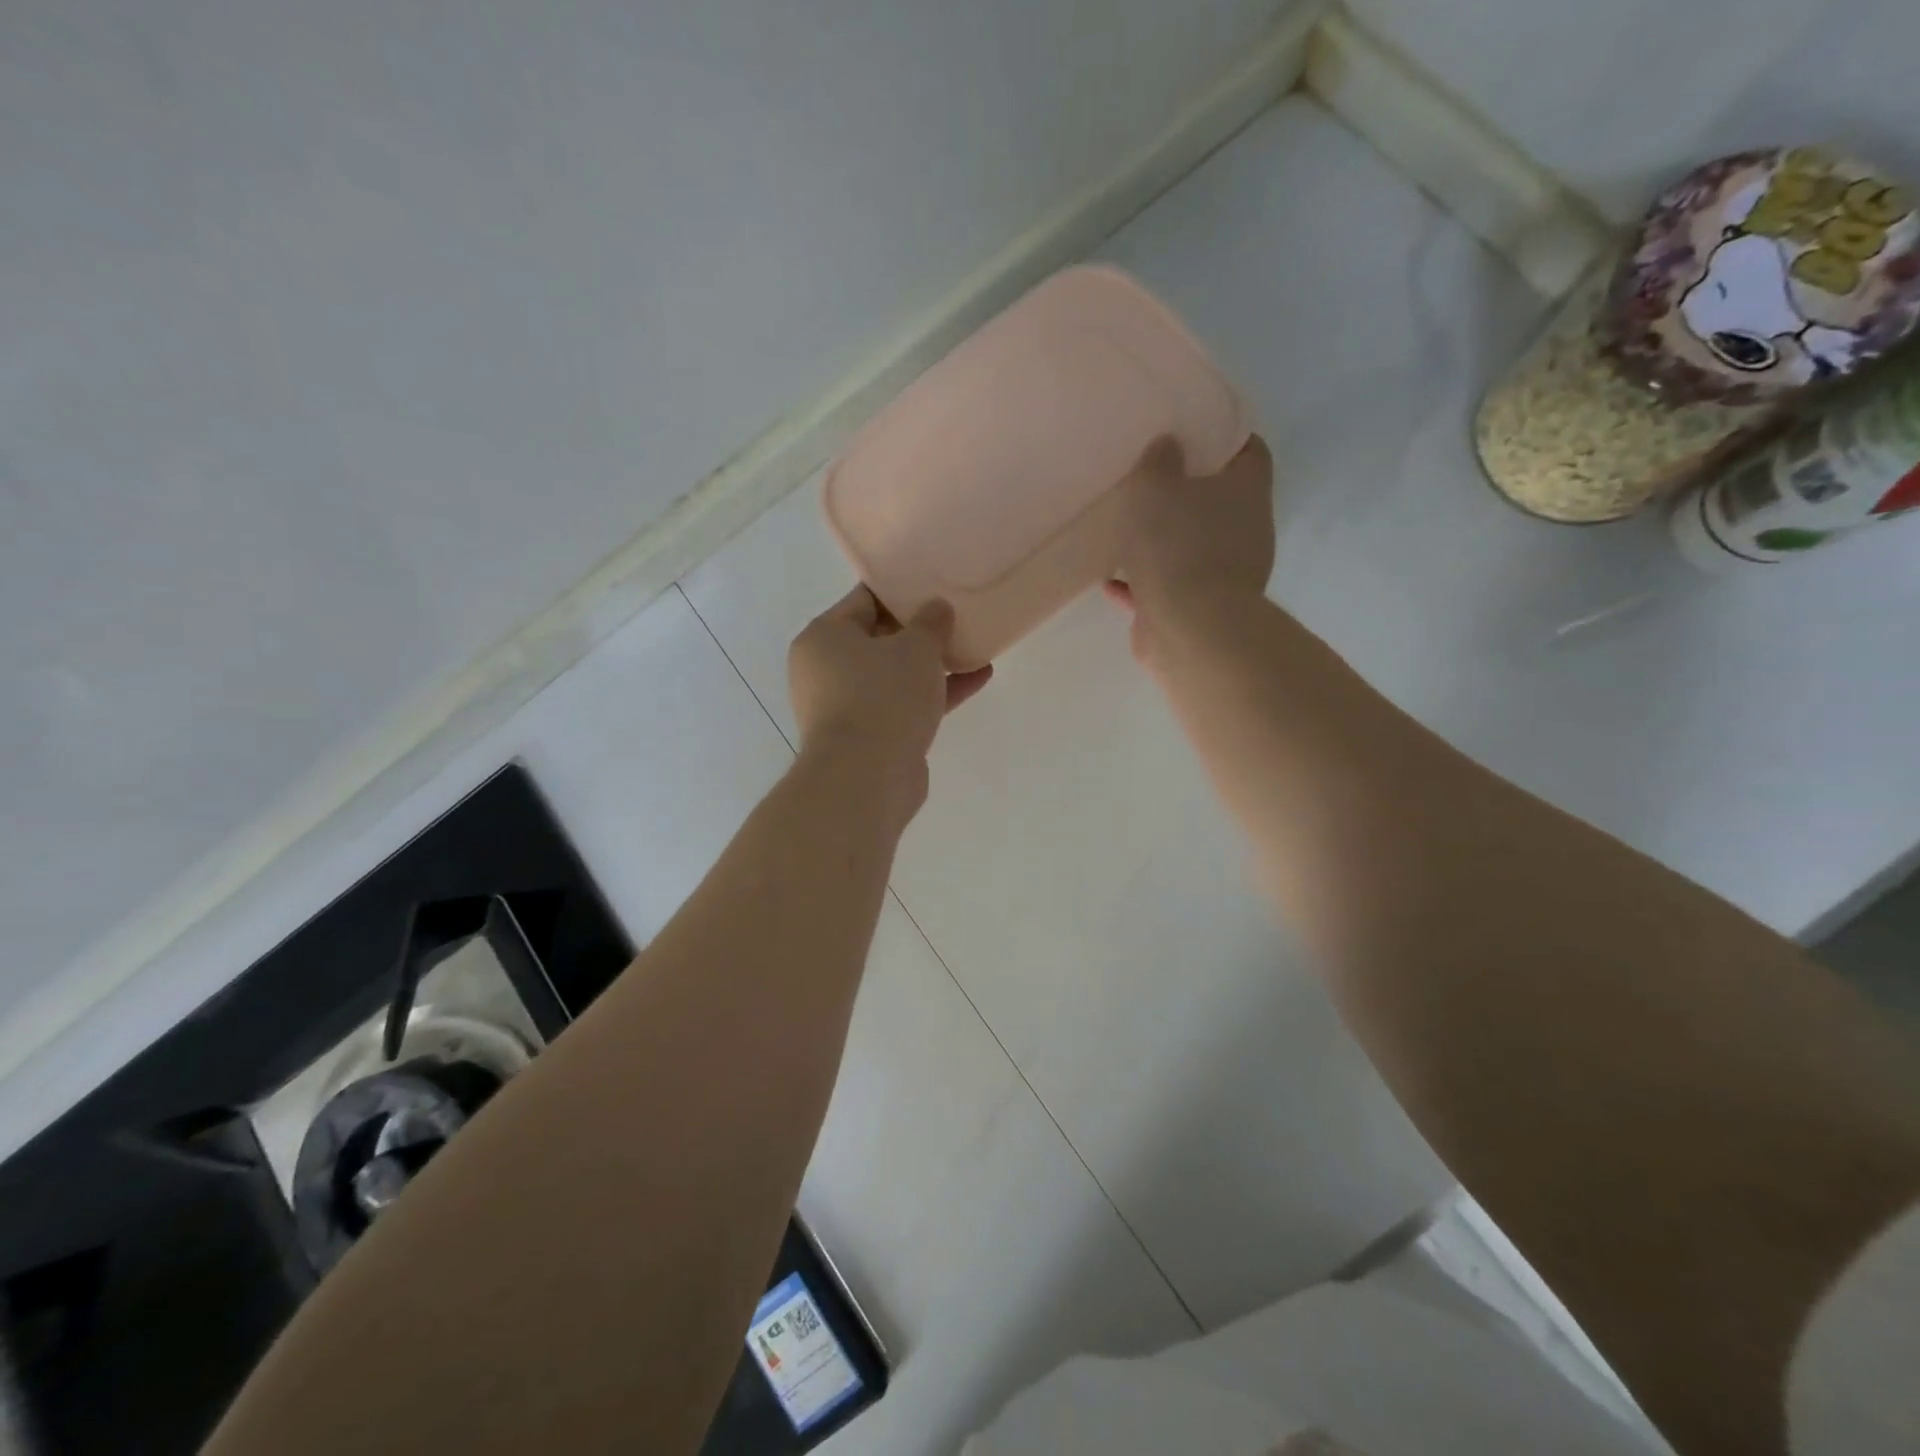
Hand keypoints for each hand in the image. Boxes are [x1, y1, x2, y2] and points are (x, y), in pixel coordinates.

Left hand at [788, 586, 992, 787]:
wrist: (866, 778)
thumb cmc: (883, 697)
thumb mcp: (915, 648)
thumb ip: (930, 622)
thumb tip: (937, 608)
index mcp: (824, 637)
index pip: (864, 600)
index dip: (902, 591)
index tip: (935, 585)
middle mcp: (827, 670)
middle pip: (880, 639)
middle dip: (920, 631)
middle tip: (957, 616)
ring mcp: (847, 707)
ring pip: (895, 675)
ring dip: (932, 665)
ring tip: (974, 648)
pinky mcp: (870, 737)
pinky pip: (904, 705)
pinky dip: (935, 694)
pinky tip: (977, 679)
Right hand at [1104, 434, 1274, 657]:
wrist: (1189, 628)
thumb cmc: (1177, 545)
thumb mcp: (1156, 487)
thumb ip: (1159, 461)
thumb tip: (1168, 444)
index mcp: (1246, 491)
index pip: (1248, 450)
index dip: (1223, 436)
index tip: (1191, 430)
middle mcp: (1245, 531)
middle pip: (1218, 501)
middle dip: (1186, 491)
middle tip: (1150, 477)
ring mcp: (1224, 574)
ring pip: (1190, 546)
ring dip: (1161, 541)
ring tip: (1124, 529)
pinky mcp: (1197, 609)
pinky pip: (1165, 587)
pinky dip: (1141, 583)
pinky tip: (1110, 581)